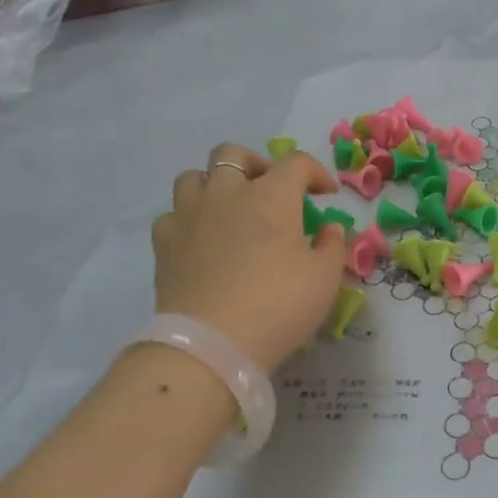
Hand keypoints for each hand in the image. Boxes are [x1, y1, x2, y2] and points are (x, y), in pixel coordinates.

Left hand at [151, 143, 346, 371]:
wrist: (211, 344)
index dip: (316, 172)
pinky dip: (189, 218)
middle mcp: (227, 193)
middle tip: (270, 190)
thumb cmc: (278, 305)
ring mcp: (189, 215)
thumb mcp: (325, 279)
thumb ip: (332, 245)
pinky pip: (173, 214)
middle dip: (256, 164)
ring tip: (231, 208)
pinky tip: (202, 239)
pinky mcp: (164, 242)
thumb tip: (328, 228)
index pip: (296, 163)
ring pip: (195, 176)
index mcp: (271, 196)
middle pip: (234, 154)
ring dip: (216, 184)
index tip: (326, 194)